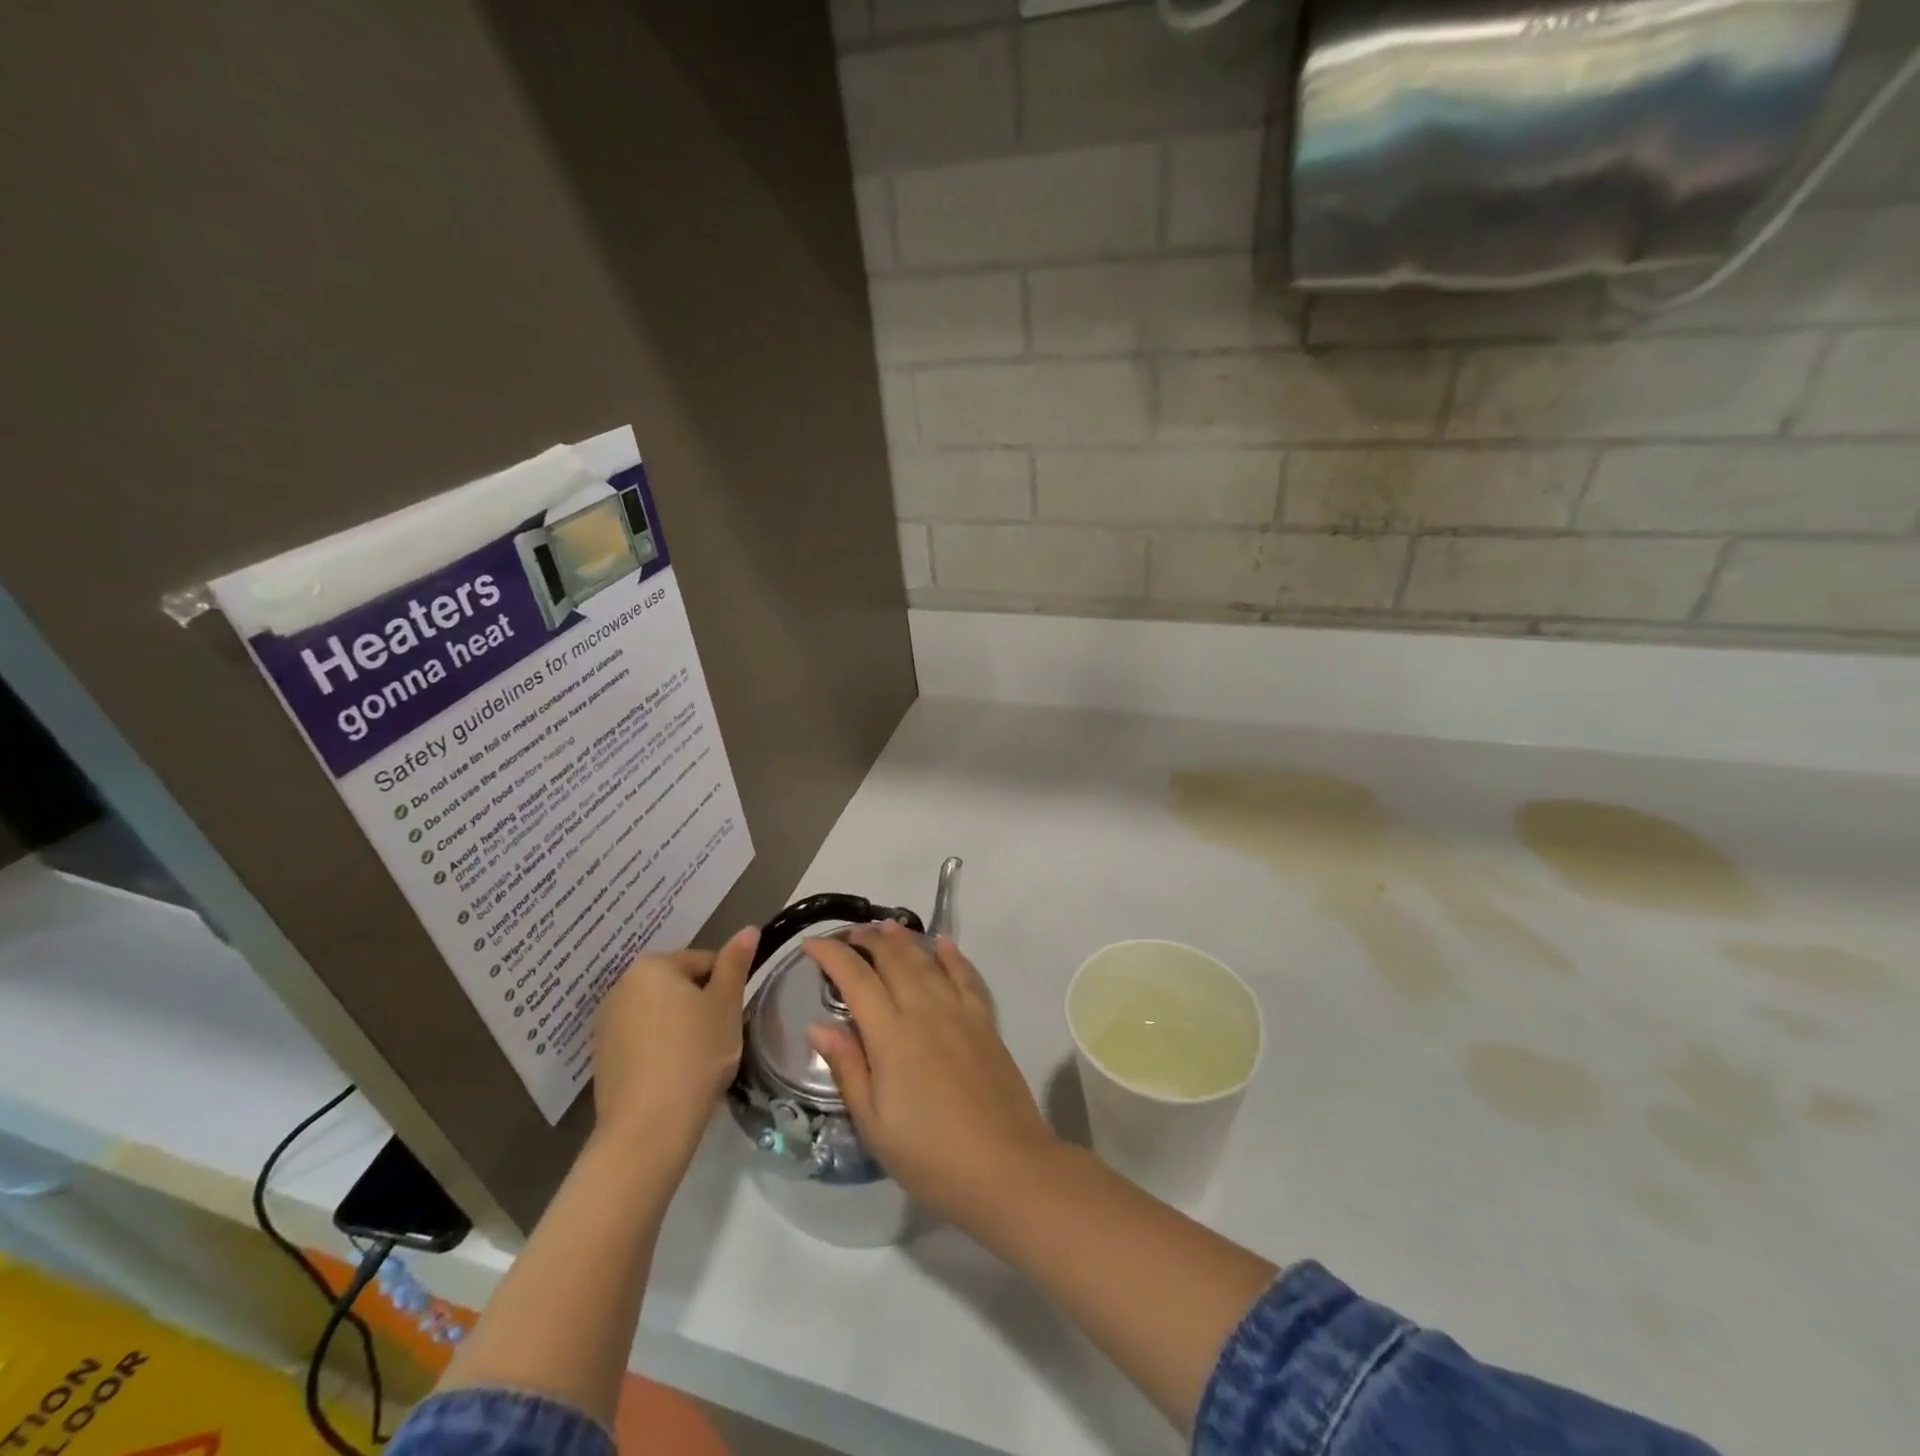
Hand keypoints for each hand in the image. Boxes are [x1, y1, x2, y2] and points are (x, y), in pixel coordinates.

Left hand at [592, 926, 756, 1150]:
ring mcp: (606, 1023)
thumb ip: (736, 963)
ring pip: (658, 1014)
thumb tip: (748, 929)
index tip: (732, 1016)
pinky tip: (673, 1074)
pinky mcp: (601, 1057)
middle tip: (719, 1036)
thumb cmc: (696, 1054)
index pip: (703, 962)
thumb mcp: (726, 1004)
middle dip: (700, 1005)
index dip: (725, 987)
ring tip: (697, 1058)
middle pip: (677, 985)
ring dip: (679, 1026)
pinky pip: (641, 1040)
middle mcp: (622, 986)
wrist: (648, 1126)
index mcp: (653, 966)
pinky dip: (658, 1049)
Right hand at [805, 921, 1057, 1230]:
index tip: (811, 944)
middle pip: (893, 959)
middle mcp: (925, 1010)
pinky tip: (943, 944)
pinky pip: (966, 975)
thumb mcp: (874, 1124)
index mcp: (891, 1035)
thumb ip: (848, 1067)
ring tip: (885, 927)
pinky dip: (952, 955)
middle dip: (868, 940)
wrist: (1005, 1167)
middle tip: (848, 935)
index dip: (832, 956)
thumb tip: (819, 1025)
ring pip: (927, 960)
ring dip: (904, 940)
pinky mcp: (986, 1021)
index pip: (855, 979)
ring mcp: (959, 1012)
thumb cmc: (930, 1156)